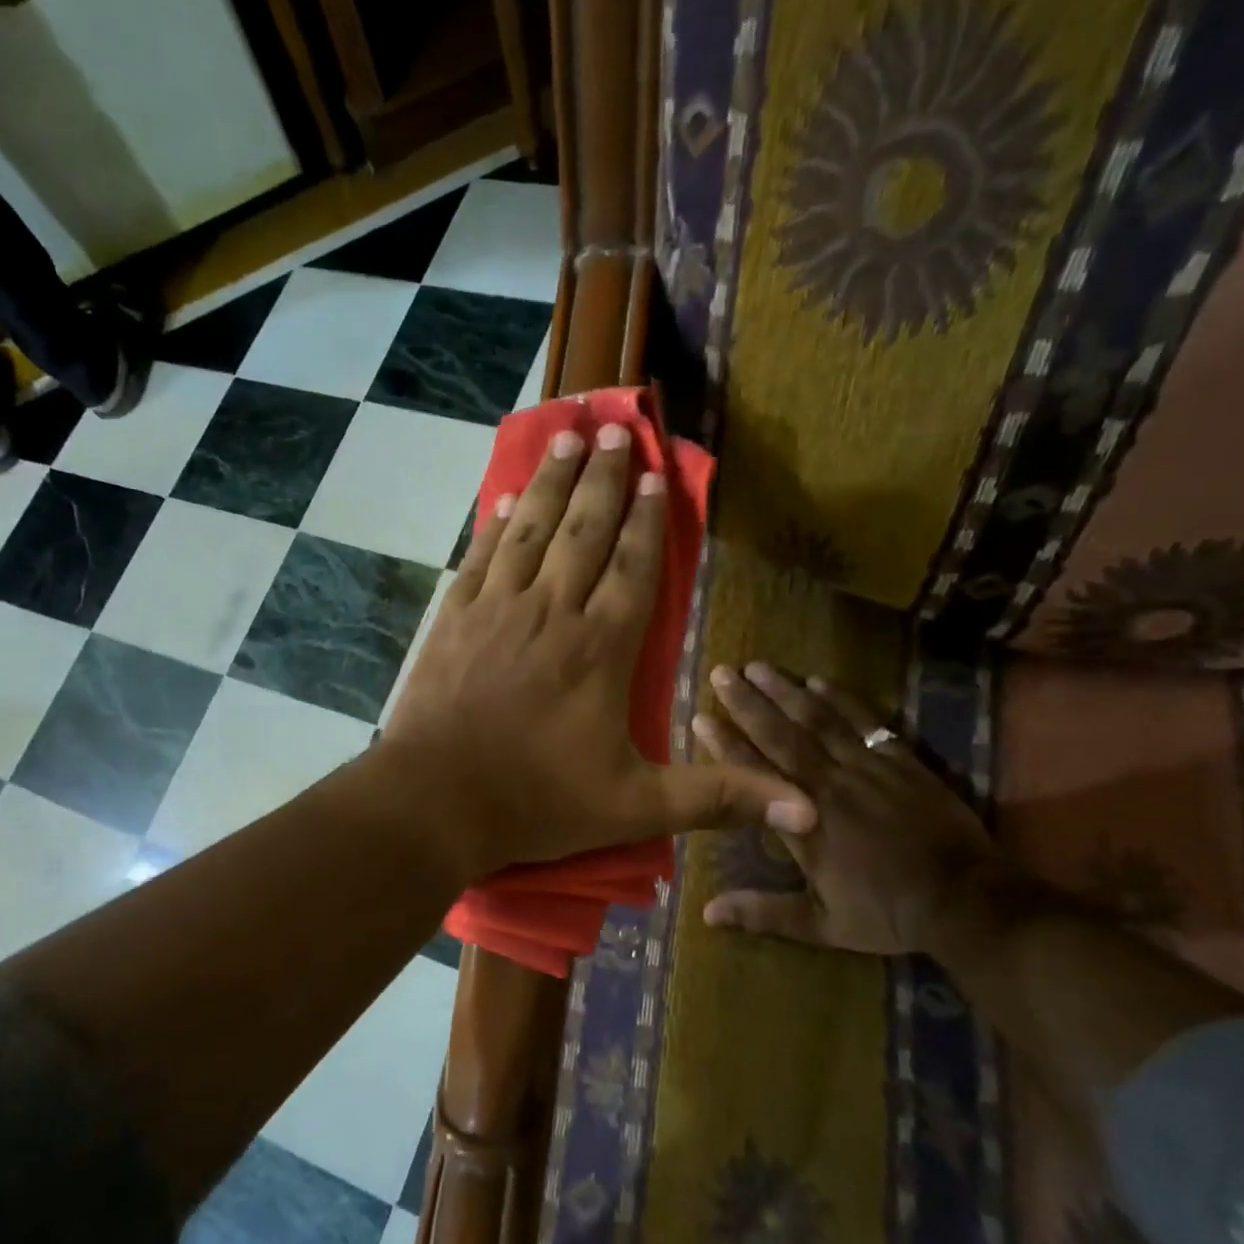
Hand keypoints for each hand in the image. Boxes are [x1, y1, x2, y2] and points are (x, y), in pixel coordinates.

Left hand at [379, 424, 814, 882]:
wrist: (435, 800)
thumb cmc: (537, 801)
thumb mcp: (636, 807)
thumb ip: (718, 797)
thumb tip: (808, 813)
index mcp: (601, 648)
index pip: (633, 567)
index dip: (646, 520)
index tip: (654, 476)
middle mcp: (551, 611)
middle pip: (583, 531)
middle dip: (603, 479)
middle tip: (615, 430)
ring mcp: (496, 608)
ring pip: (532, 530)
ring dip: (553, 481)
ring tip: (568, 438)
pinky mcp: (452, 618)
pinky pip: (482, 555)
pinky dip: (498, 522)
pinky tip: (508, 497)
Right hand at [693, 664, 998, 957]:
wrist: (967, 902)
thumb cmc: (888, 913)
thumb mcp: (822, 924)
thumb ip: (764, 913)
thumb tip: (707, 914)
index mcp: (805, 823)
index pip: (754, 775)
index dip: (724, 745)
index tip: (700, 718)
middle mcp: (829, 786)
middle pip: (781, 735)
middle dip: (747, 702)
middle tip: (721, 673)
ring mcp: (867, 769)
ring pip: (819, 721)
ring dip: (786, 691)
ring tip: (758, 666)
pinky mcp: (901, 762)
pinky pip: (866, 722)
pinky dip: (842, 699)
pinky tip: (820, 680)